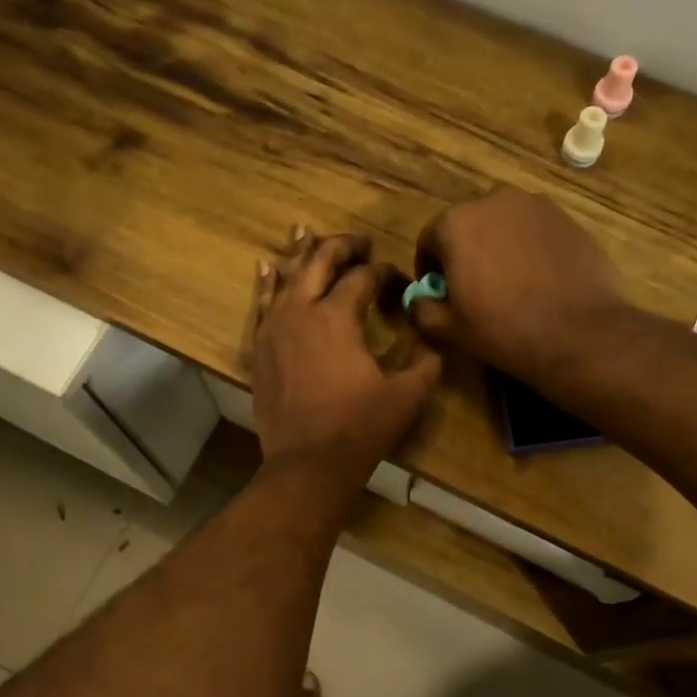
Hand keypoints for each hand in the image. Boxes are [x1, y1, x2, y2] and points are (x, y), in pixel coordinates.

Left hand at [252, 229, 441, 486]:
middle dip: (342, 247)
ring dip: (300, 253)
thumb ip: (425, 364)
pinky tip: (267, 269)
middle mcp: (301, 311)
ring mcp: (273, 329)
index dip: (385, 274)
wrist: (307, 465)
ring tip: (304, 231)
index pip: (363, 278)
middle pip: (319, 262)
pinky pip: (261, 305)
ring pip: (286, 278)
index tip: (399, 283)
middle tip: (359, 242)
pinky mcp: (260, 350)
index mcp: (337, 316)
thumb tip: (436, 344)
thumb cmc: (359, 429)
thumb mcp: (406, 396)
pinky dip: (267, 284)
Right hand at [408, 186, 627, 385]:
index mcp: (455, 223)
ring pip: (503, 224)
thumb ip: (422, 308)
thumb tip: (417, 299)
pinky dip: (529, 247)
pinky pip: (535, 230)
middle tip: (475, 288)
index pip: (428, 240)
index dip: (430, 269)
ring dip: (498, 246)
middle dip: (465, 252)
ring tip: (509, 282)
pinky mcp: (567, 217)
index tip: (440, 294)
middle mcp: (493, 200)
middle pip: (467, 225)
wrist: (578, 333)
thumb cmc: (503, 330)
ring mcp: (535, 205)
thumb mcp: (449, 329)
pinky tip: (538, 279)